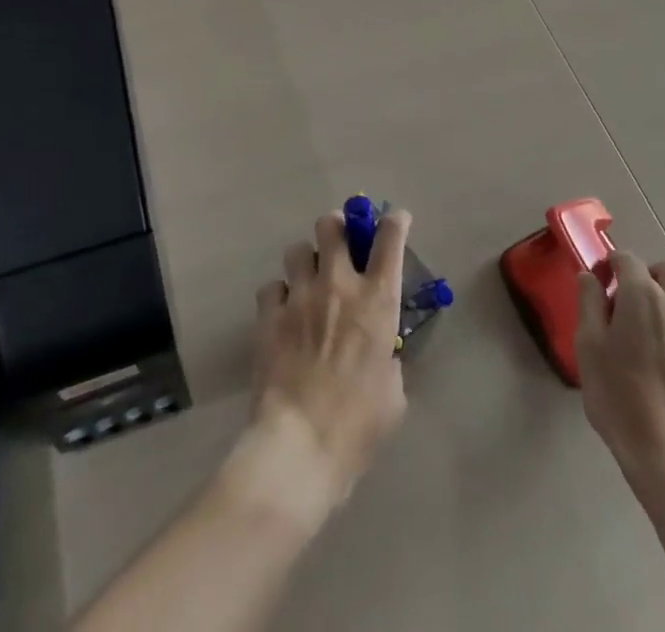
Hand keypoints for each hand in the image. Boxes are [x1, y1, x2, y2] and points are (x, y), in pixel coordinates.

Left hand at [237, 210, 410, 525]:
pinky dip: (278, 296)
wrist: (299, 446)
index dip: (394, 222)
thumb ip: (389, 361)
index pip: (389, 239)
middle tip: (340, 243)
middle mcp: (339, 286)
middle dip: (337, 227)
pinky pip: (271, 287)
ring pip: (297, 250)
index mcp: (377, 301)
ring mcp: (300, 297)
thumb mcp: (393, 394)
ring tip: (307, 281)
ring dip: (305, 261)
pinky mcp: (268, 315)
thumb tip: (381, 355)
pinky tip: (282, 314)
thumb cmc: (357, 426)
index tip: (395, 219)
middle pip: (332, 226)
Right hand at [574, 250, 664, 505]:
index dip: (609, 267)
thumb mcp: (589, 347)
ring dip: (664, 301)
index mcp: (643, 294)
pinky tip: (663, 363)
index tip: (597, 288)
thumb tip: (590, 277)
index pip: (626, 259)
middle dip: (645, 276)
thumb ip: (589, 303)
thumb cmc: (621, 398)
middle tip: (625, 304)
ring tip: (644, 336)